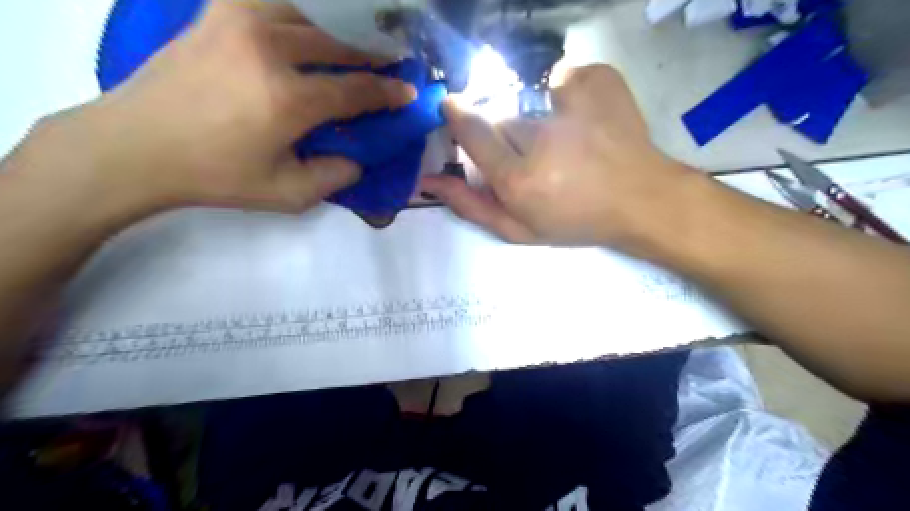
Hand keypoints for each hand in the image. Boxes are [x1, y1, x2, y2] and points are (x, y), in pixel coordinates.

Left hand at [31, 1, 414, 214]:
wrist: (136, 146)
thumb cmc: (217, 175)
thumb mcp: (288, 194)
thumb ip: (335, 176)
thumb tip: (359, 157)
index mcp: (289, 98)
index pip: (356, 89)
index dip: (388, 92)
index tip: (408, 91)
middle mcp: (271, 49)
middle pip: (339, 44)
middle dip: (372, 54)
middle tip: (392, 61)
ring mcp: (240, 22)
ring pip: (310, 14)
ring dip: (341, 29)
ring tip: (357, 41)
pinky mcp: (217, 13)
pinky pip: (271, 0)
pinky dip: (299, 11)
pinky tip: (308, 23)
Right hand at [424, 67, 697, 252]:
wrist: (640, 199)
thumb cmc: (576, 221)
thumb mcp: (519, 229)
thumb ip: (471, 205)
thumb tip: (428, 180)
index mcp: (518, 178)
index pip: (471, 131)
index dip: (458, 116)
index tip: (454, 109)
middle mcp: (540, 138)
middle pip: (502, 119)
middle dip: (509, 137)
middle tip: (537, 157)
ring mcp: (571, 105)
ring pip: (529, 102)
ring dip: (539, 121)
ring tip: (567, 143)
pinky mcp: (596, 81)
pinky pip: (563, 78)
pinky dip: (567, 94)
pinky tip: (584, 120)